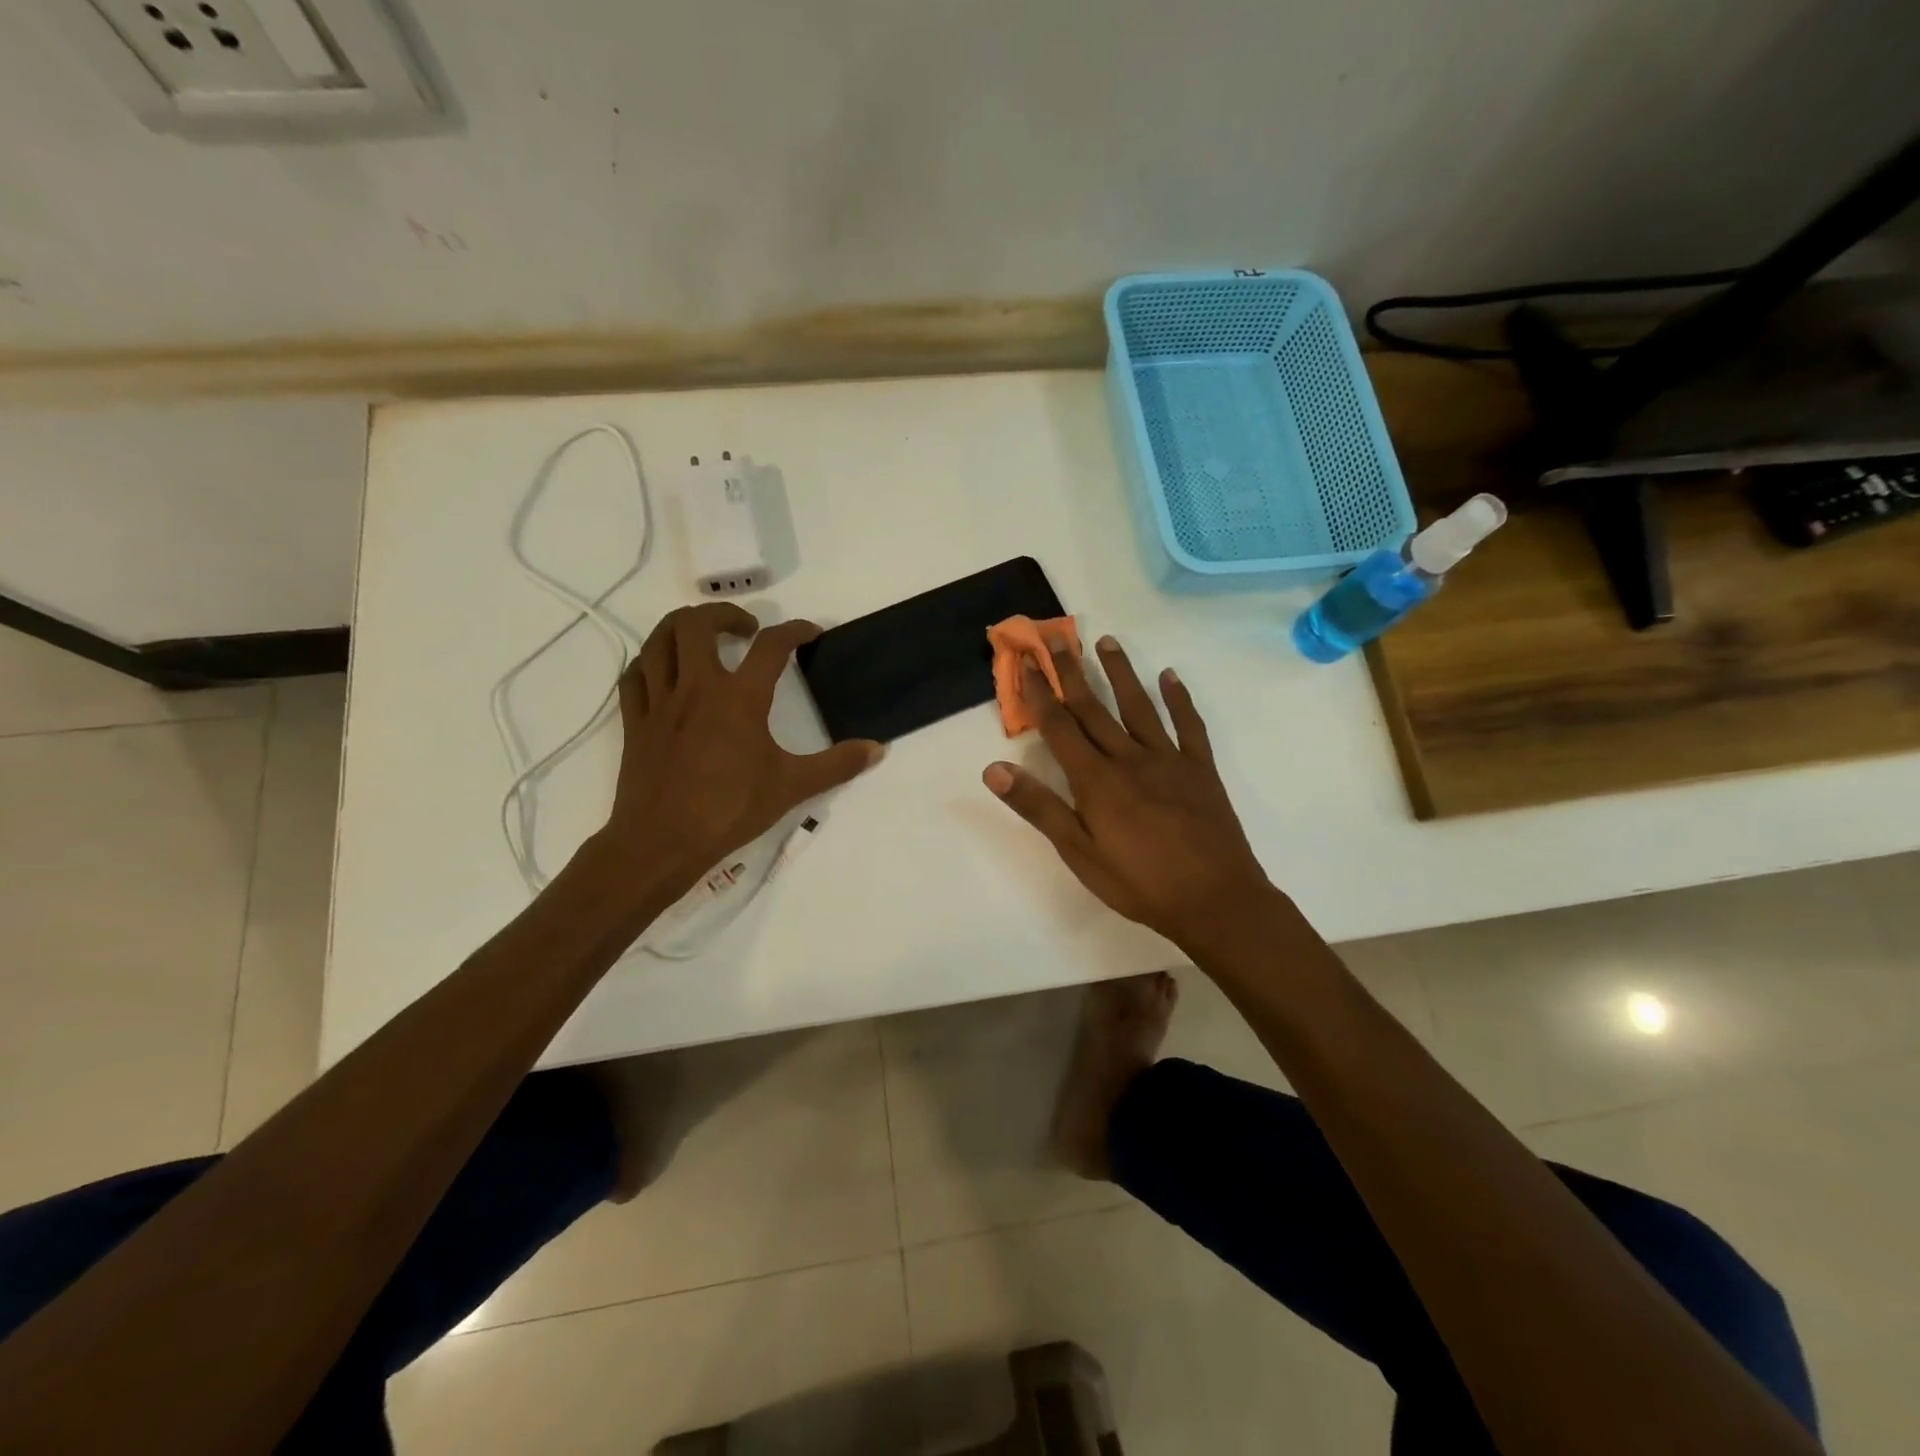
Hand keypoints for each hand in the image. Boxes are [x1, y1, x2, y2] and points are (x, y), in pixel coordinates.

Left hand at [597, 603, 882, 893]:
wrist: (662, 841)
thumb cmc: (730, 810)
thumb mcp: (792, 787)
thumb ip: (837, 765)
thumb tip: (878, 749)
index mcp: (738, 698)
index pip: (771, 647)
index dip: (795, 631)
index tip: (809, 633)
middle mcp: (696, 687)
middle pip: (698, 622)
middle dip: (724, 614)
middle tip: (746, 630)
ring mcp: (660, 702)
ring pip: (659, 640)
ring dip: (682, 627)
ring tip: (703, 638)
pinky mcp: (635, 721)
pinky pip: (635, 675)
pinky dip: (651, 662)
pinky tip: (665, 671)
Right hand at [982, 636, 1275, 951]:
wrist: (1216, 901)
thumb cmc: (1139, 883)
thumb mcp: (1079, 853)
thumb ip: (1039, 807)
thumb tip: (994, 769)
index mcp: (1096, 780)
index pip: (1059, 726)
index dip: (1039, 692)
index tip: (1025, 660)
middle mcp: (1129, 758)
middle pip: (1094, 708)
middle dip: (1071, 671)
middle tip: (1057, 636)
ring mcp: (1169, 760)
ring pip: (1139, 707)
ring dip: (1121, 673)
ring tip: (1106, 642)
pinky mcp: (1201, 770)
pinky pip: (1189, 726)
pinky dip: (1180, 700)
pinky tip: (1171, 676)